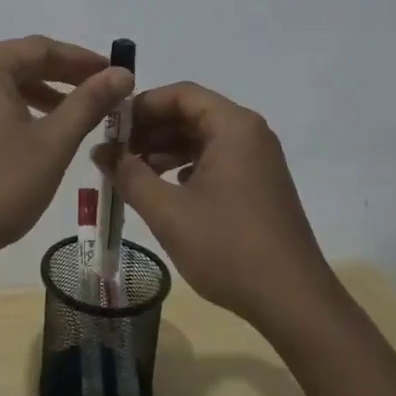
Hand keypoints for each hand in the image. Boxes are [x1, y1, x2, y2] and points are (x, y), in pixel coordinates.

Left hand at [0, 36, 133, 279]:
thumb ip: (89, 102)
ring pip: (2, 84)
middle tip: (102, 93)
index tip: (117, 73)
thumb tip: (122, 73)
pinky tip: (36, 132)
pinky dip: (15, 109)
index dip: (83, 60)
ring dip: (40, 94)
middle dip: (63, 77)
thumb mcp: (52, 143)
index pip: (42, 49)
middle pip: (20, 63)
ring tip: (75, 114)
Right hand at [98, 82, 331, 330]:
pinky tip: (164, 189)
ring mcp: (258, 160)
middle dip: (150, 129)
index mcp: (233, 127)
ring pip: (202, 138)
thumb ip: (129, 175)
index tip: (110, 126)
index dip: (142, 105)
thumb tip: (101, 152)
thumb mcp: (168, 211)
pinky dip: (186, 166)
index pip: (180, 94)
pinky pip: (216, 159)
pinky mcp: (259, 184)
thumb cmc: (228, 248)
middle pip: (191, 113)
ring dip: (165, 150)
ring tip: (131, 172)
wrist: (293, 302)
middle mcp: (250, 133)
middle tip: (114, 151)